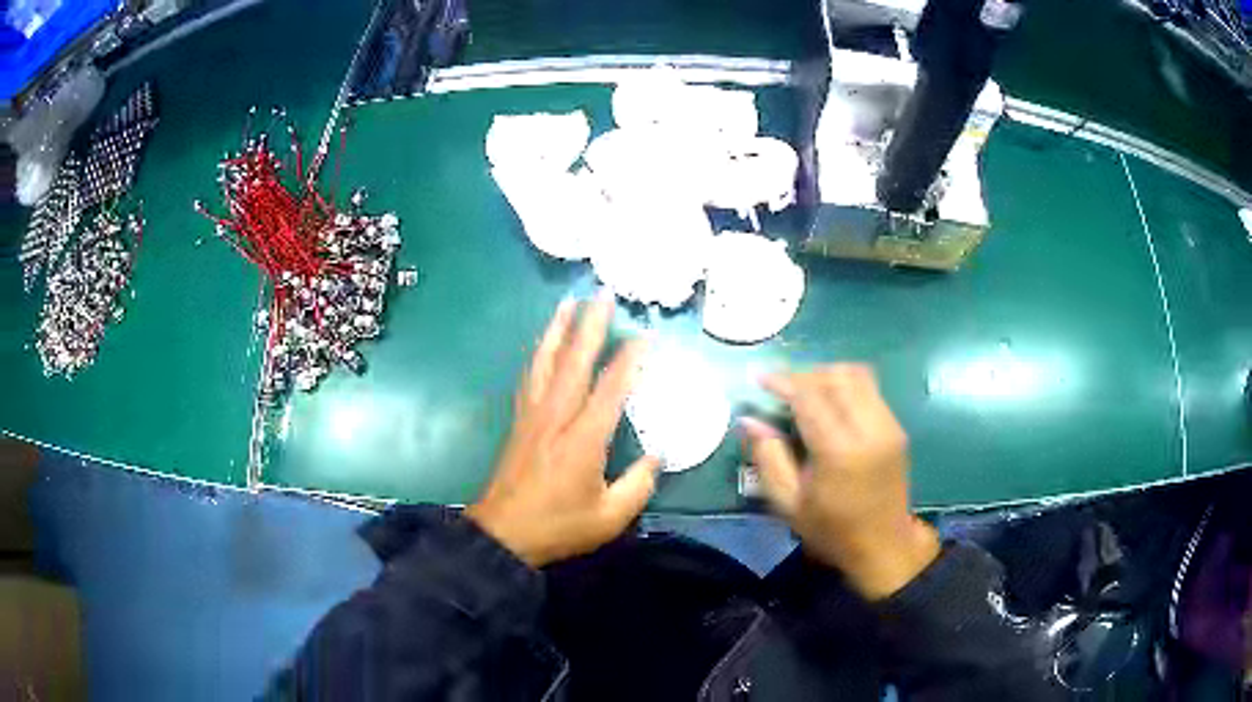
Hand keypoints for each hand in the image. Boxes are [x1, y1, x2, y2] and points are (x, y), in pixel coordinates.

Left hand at [467, 294, 659, 568]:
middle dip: (590, 325)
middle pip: (574, 361)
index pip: (611, 387)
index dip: (630, 358)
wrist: (503, 534)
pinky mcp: (519, 422)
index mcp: (584, 438)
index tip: (645, 334)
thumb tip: (658, 455)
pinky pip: (530, 376)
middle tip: (602, 294)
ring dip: (558, 329)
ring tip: (568, 302)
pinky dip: (539, 354)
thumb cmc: (559, 526)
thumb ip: (639, 483)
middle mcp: (557, 417)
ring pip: (546, 362)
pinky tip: (544, 345)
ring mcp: (533, 416)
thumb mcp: (610, 516)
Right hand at [741, 364, 940, 599]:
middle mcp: (869, 429)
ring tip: (803, 389)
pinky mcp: (896, 427)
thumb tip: (750, 420)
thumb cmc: (831, 530)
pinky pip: (869, 388)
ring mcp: (888, 425)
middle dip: (803, 374)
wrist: (883, 545)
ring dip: (825, 374)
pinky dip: (844, 384)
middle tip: (779, 386)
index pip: (809, 397)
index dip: (782, 381)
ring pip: (856, 375)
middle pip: (835, 378)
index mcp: (839, 452)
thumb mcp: (788, 503)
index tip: (758, 377)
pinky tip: (828, 400)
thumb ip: (768, 458)